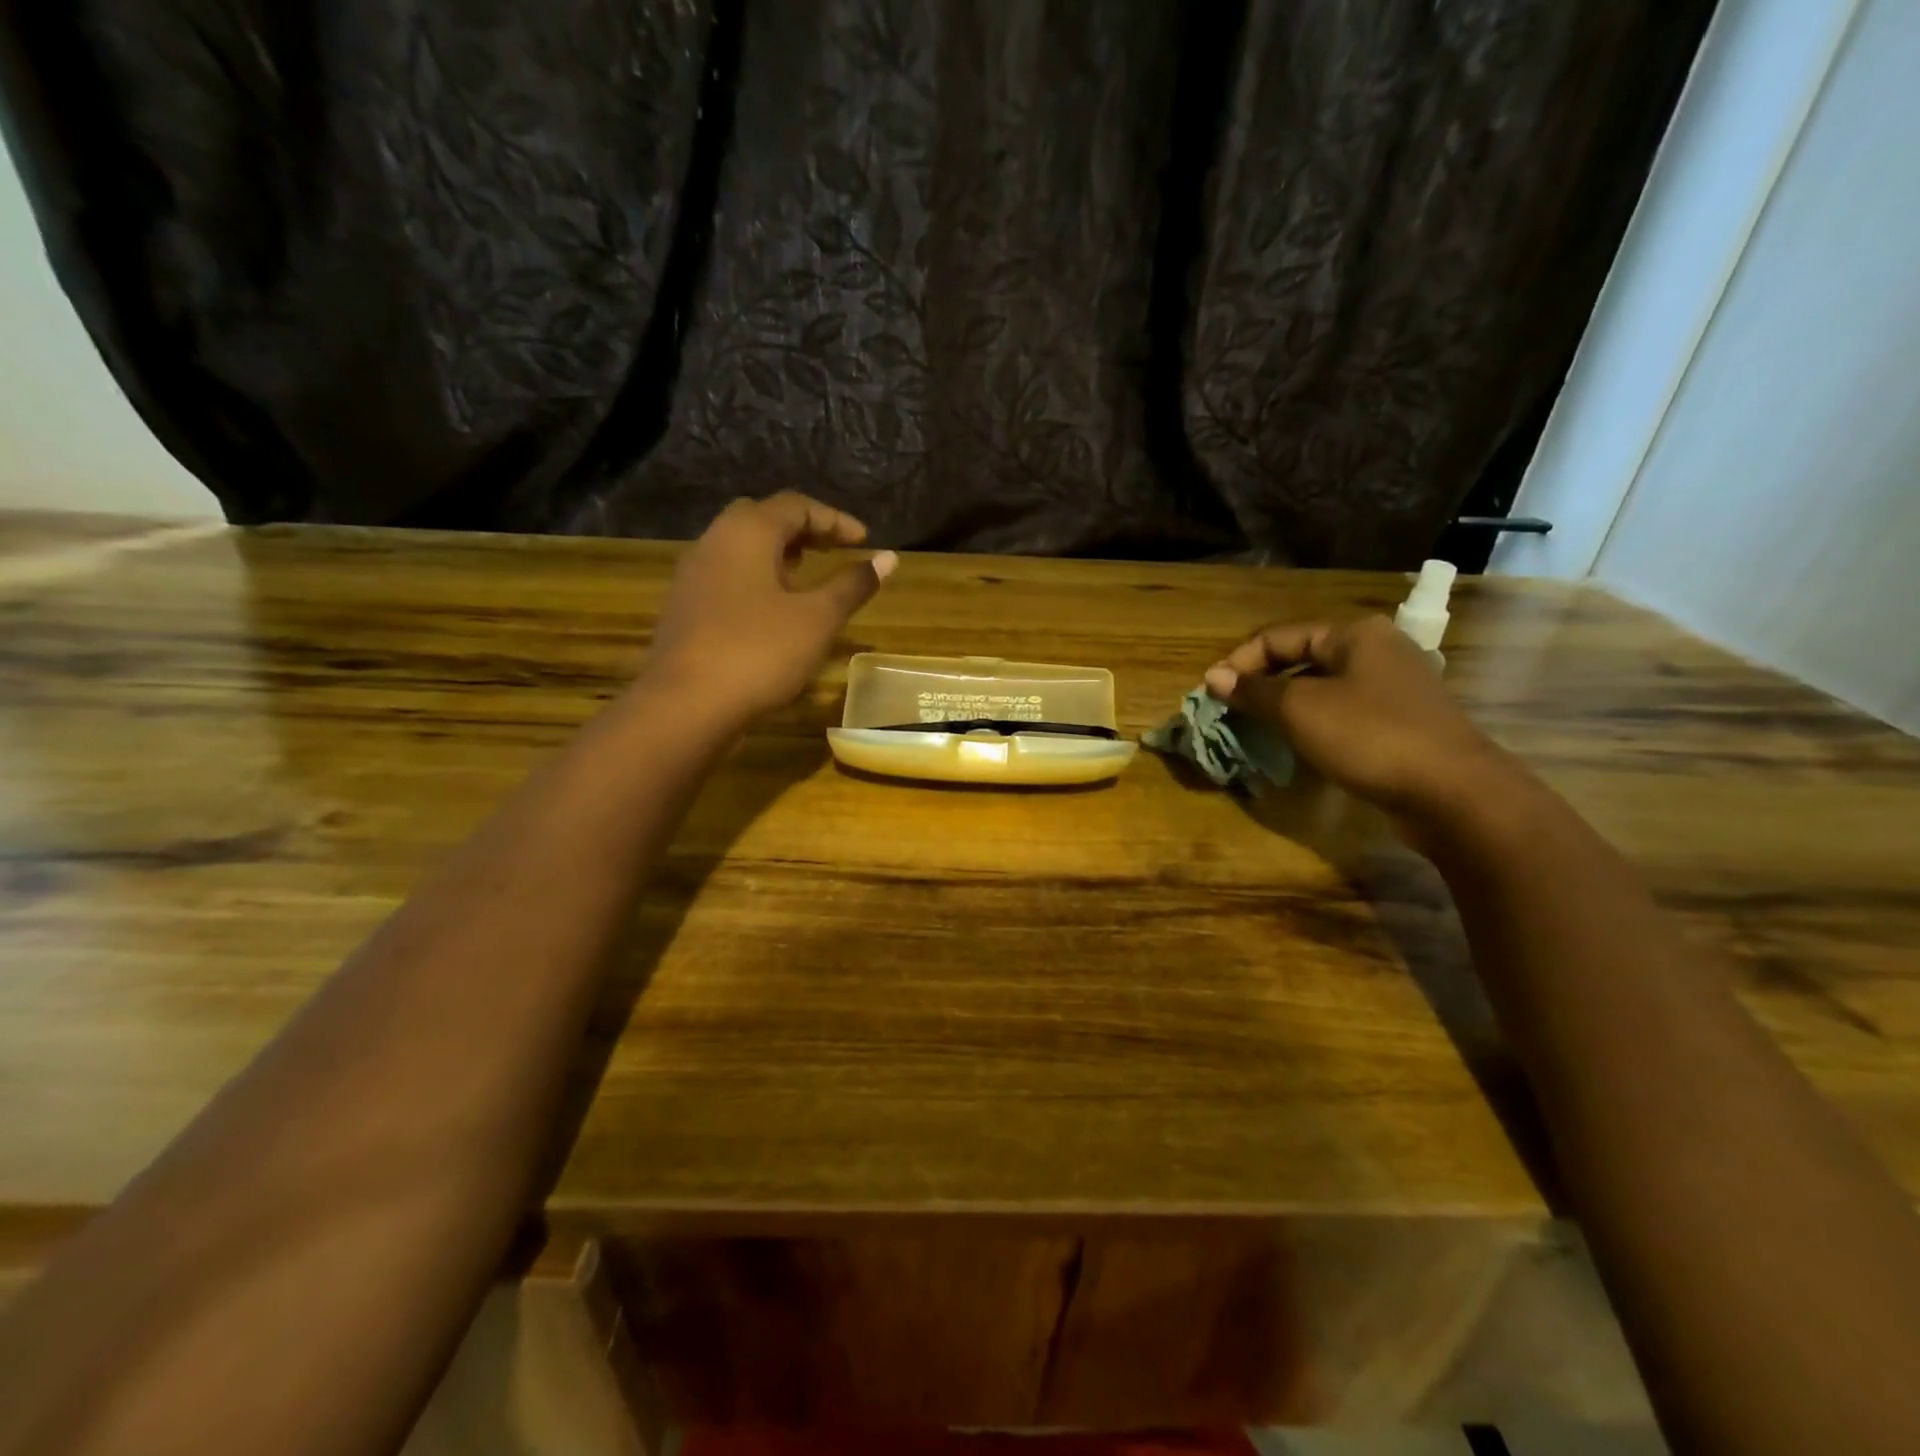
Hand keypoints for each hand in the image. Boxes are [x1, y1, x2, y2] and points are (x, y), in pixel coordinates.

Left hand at [646, 492, 896, 721]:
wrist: (686, 705)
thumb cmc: (759, 652)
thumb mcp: (817, 619)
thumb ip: (852, 585)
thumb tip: (889, 558)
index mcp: (747, 532)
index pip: (796, 506)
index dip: (834, 520)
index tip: (864, 541)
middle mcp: (714, 541)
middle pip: (762, 518)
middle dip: (802, 531)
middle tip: (832, 550)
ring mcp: (692, 575)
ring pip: (740, 548)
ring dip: (777, 555)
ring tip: (807, 579)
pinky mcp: (684, 608)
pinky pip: (726, 576)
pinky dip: (756, 579)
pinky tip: (772, 611)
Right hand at [1204, 615, 1516, 819]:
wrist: (1452, 791)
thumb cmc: (1370, 736)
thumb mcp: (1300, 709)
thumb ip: (1254, 691)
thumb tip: (1214, 677)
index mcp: (1354, 634)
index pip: (1278, 635)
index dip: (1239, 662)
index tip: (1209, 693)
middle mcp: (1377, 651)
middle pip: (1301, 658)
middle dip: (1261, 684)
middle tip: (1229, 712)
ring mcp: (1394, 687)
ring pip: (1322, 688)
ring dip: (1285, 706)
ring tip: (1256, 729)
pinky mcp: (1402, 722)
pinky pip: (1343, 713)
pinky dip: (1314, 724)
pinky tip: (1298, 745)